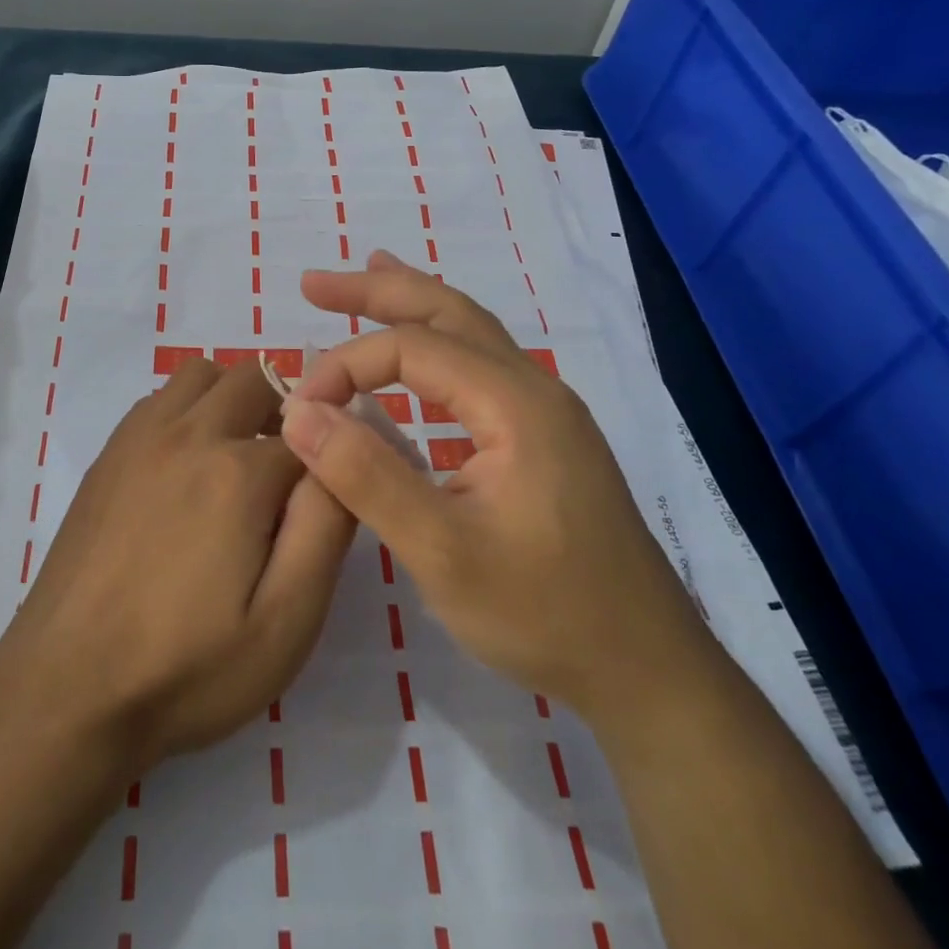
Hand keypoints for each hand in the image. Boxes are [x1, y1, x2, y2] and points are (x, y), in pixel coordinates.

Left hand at [0, 356, 356, 772]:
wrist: (66, 690)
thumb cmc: (187, 669)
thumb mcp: (286, 621)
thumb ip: (325, 528)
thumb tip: (343, 461)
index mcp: (237, 472)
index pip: (310, 435)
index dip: (329, 462)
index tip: (324, 503)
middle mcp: (188, 433)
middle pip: (256, 380)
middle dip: (285, 414)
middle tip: (286, 479)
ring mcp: (139, 438)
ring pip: (203, 375)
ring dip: (233, 400)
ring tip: (236, 463)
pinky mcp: (108, 454)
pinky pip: (160, 399)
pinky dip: (187, 410)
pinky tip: (185, 469)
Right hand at [283, 251, 707, 719]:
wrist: (649, 670)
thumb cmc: (546, 614)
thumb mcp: (442, 552)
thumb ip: (367, 476)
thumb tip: (299, 413)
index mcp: (515, 402)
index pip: (412, 348)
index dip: (346, 366)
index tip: (301, 410)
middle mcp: (534, 388)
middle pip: (448, 311)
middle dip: (377, 290)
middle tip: (313, 283)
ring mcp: (545, 410)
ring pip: (468, 332)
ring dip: (410, 305)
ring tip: (365, 278)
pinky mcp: (543, 436)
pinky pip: (479, 365)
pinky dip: (435, 342)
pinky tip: (415, 359)